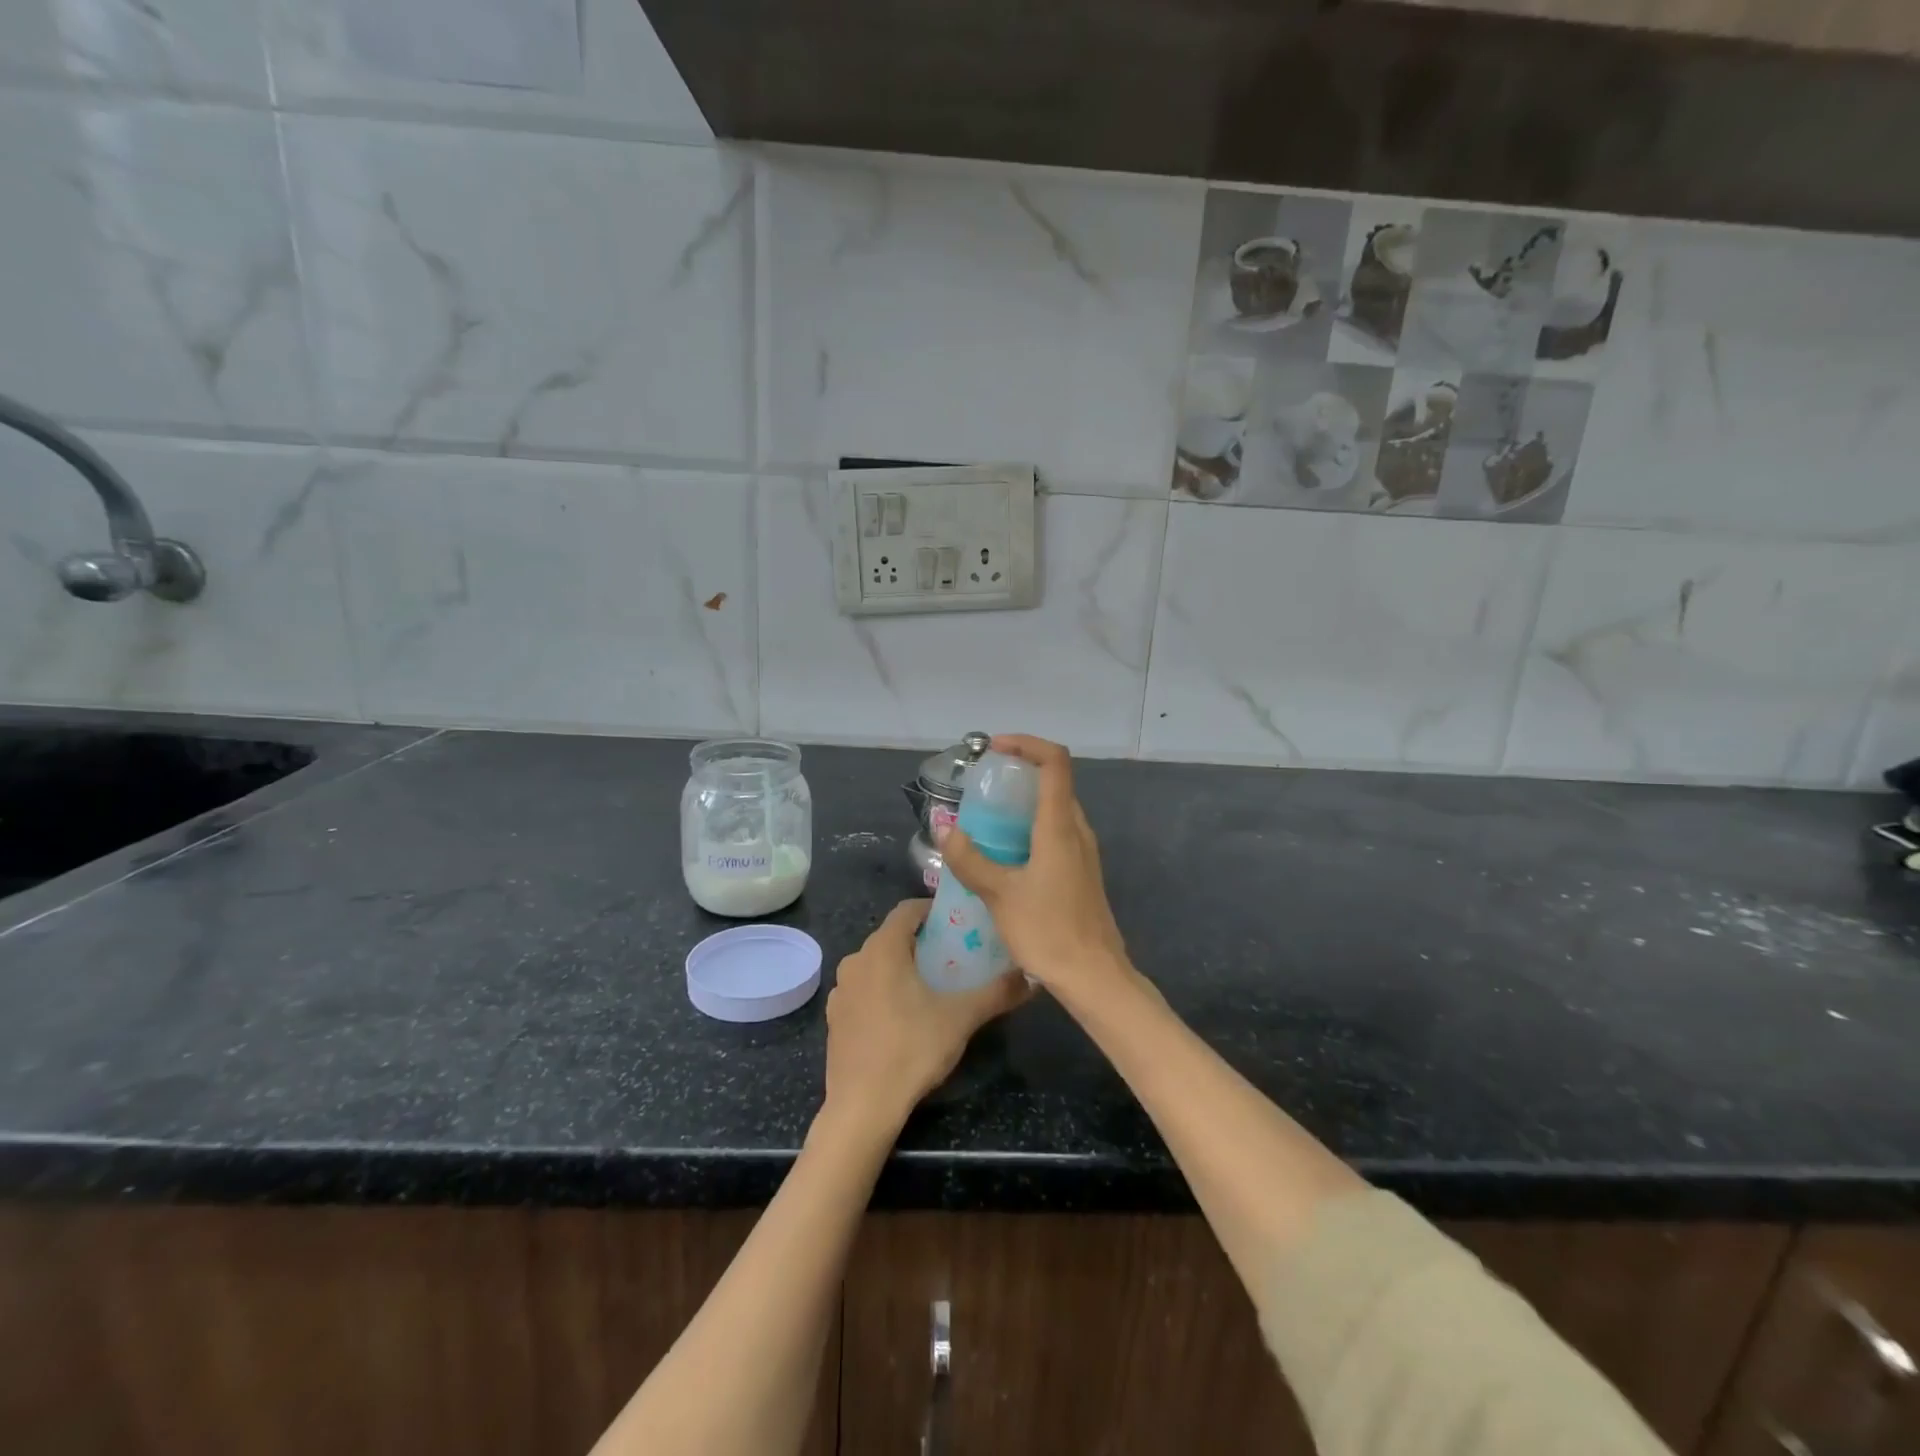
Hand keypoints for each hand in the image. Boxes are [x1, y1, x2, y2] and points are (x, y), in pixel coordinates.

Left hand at [822, 899, 1028, 1130]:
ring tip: (930, 985)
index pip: (907, 909)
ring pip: (876, 963)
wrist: (862, 1106)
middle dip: (921, 940)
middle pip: (891, 936)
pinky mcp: (834, 1018)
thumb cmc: (911, 1050)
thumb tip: (1032, 977)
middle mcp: (856, 960)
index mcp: (883, 949)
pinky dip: (882, 990)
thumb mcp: (961, 1018)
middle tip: (952, 956)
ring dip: (901, 966)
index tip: (958, 923)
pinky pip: (863, 989)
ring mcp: (841, 990)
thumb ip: (997, 992)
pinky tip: (902, 1016)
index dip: (933, 910)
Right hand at [940, 734, 1133, 1002]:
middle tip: (983, 786)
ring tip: (987, 819)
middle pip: (1055, 782)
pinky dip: (1031, 827)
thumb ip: (970, 860)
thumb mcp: (999, 895)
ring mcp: (1083, 852)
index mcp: (1059, 826)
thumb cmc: (1048, 931)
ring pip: (1056, 809)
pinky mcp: (1082, 872)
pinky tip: (1006, 854)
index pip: (1055, 762)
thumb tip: (945, 830)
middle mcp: (1077, 830)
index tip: (995, 749)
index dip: (1027, 744)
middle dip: (1019, 773)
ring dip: (1024, 803)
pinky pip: (1057, 833)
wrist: (1094, 976)